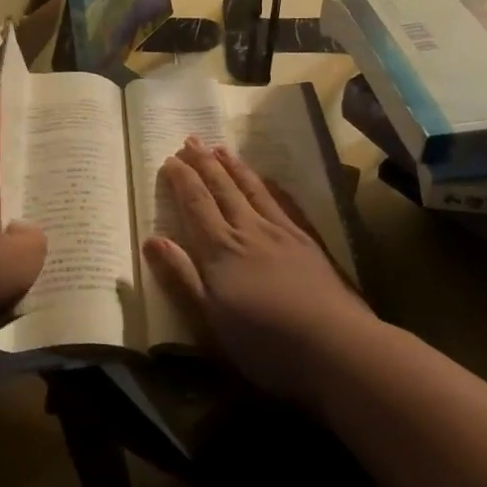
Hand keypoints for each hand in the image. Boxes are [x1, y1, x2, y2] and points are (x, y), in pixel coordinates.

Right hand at [145, 138, 374, 404]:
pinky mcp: (308, 242)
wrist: (335, 347)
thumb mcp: (209, 319)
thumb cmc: (264, 342)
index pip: (196, 204)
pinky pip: (283, 203)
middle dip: (204, 163)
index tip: (170, 159)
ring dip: (233, 167)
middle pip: (222, 189)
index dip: (181, 180)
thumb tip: (151, 239)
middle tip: (191, 139)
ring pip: (252, 189)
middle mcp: (248, 231)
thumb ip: (180, 276)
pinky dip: (270, 186)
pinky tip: (267, 180)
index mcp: (220, 250)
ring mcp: (281, 233)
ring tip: (221, 148)